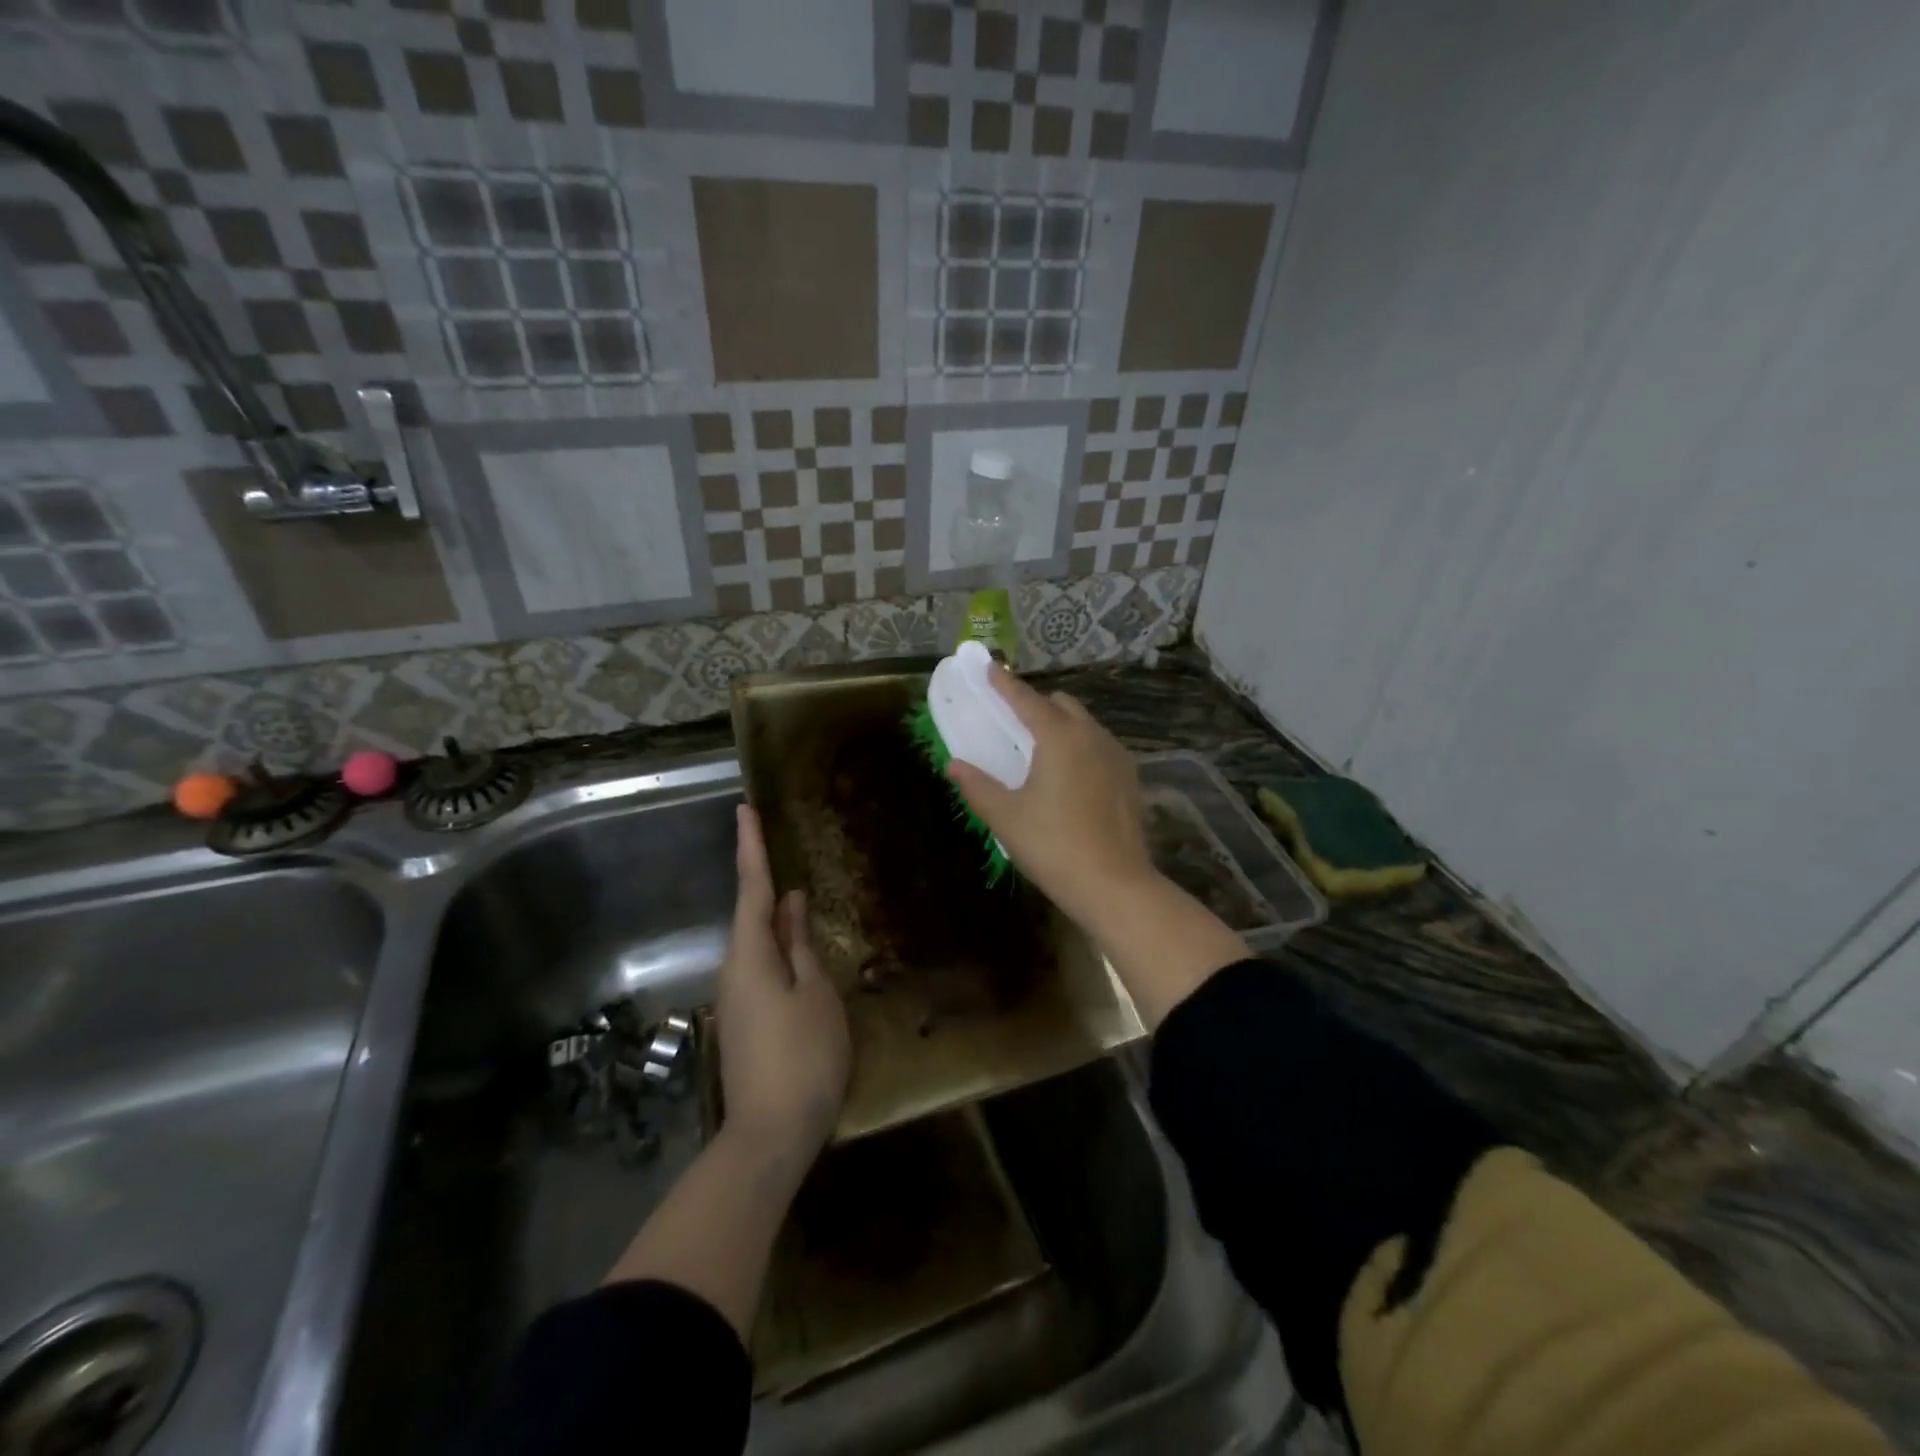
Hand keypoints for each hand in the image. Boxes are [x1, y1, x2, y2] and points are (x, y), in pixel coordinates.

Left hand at [717, 805, 850, 1163]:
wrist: (770, 1135)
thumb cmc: (803, 1057)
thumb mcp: (816, 995)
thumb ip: (801, 946)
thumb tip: (789, 905)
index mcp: (750, 956)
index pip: (751, 889)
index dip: (750, 847)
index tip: (744, 809)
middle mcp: (734, 970)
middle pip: (750, 914)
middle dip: (762, 879)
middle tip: (775, 844)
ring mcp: (737, 998)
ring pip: (757, 943)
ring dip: (773, 916)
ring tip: (797, 896)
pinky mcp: (745, 1020)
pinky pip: (761, 967)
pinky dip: (778, 947)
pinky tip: (798, 949)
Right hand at [945, 667, 1157, 924]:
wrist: (1114, 884)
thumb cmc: (1052, 846)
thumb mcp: (1006, 817)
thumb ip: (977, 786)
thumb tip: (955, 765)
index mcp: (1059, 737)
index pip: (1026, 700)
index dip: (1004, 683)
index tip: (988, 667)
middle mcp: (1091, 735)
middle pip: (1061, 704)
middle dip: (1036, 704)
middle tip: (1012, 722)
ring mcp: (1117, 755)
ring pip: (1085, 724)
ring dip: (1061, 724)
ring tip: (1040, 750)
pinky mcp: (1130, 777)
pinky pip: (1100, 746)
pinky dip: (1080, 745)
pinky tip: (1069, 775)